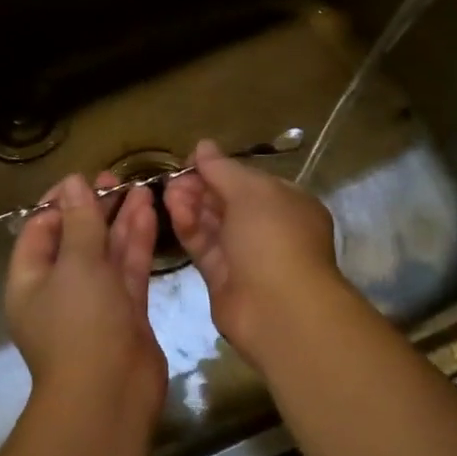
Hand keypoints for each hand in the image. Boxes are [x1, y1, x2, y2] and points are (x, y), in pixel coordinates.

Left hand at [5, 173, 166, 423]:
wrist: (110, 395)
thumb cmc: (80, 324)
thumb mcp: (76, 264)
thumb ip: (79, 221)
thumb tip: (72, 182)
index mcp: (30, 280)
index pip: (39, 230)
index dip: (60, 202)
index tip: (83, 179)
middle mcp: (59, 289)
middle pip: (76, 238)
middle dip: (95, 208)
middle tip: (116, 179)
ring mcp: (94, 301)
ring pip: (106, 252)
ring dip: (120, 220)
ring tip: (139, 186)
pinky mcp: (125, 311)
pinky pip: (128, 268)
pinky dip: (137, 241)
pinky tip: (149, 211)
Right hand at [163, 139, 343, 368]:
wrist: (280, 310)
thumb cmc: (274, 237)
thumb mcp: (250, 191)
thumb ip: (222, 168)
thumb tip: (203, 145)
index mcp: (288, 204)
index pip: (249, 180)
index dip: (220, 168)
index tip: (192, 160)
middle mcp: (269, 228)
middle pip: (228, 201)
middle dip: (201, 186)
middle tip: (174, 177)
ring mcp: (246, 255)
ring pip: (213, 223)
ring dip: (191, 204)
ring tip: (168, 190)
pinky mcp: (223, 279)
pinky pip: (204, 246)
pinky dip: (189, 227)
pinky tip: (172, 209)